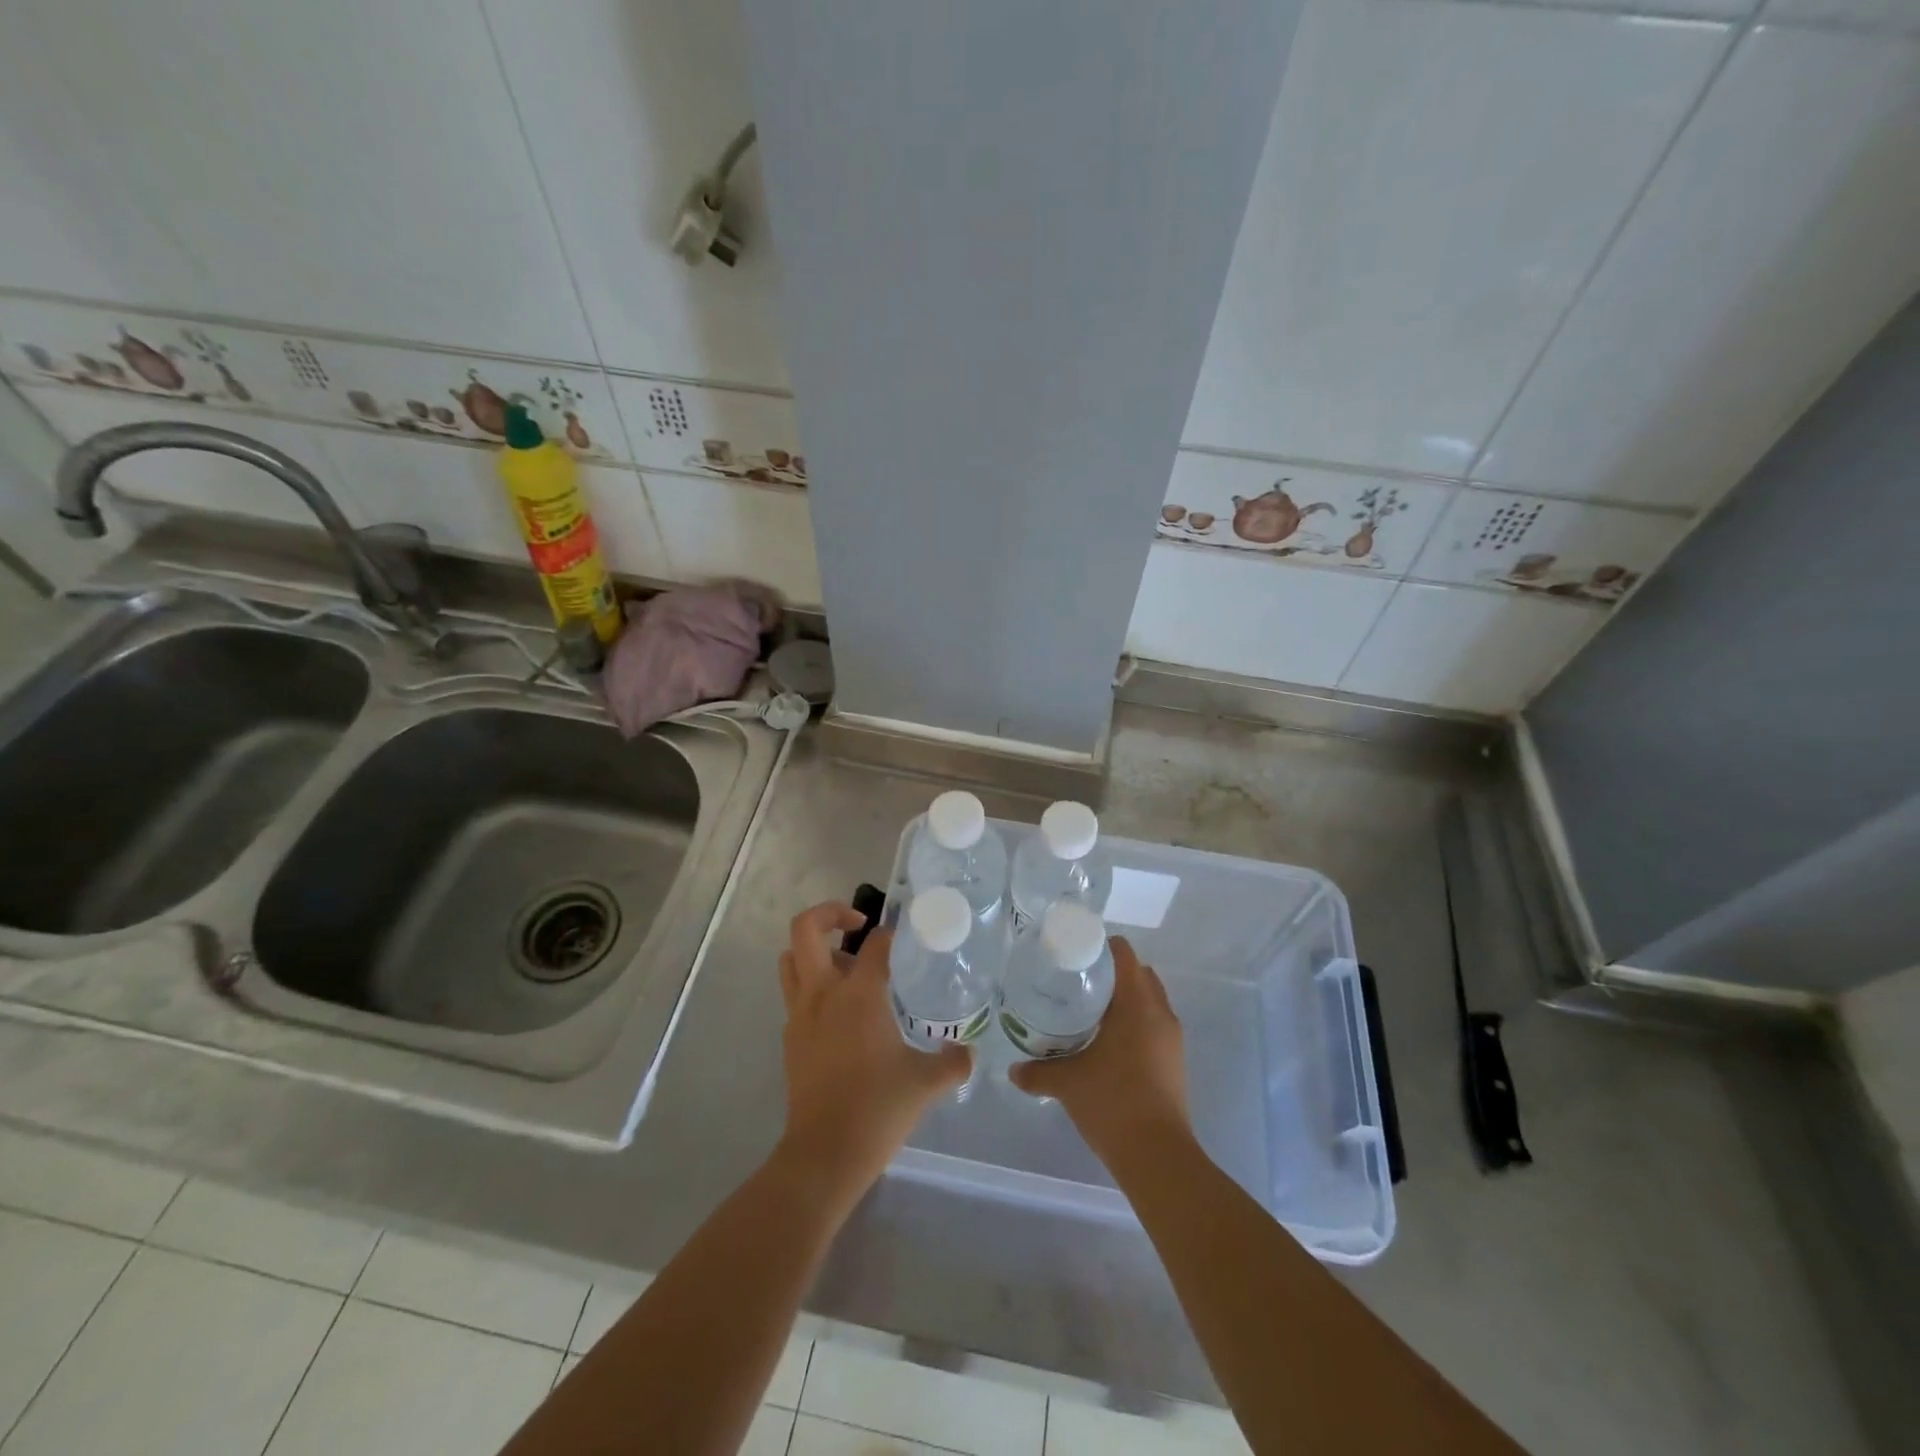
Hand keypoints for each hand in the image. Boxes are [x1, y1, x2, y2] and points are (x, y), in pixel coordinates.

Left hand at [775, 902, 970, 1204]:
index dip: (890, 933)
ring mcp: (800, 1016)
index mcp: (859, 994)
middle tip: (857, 925)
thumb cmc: (878, 1108)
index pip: (874, 943)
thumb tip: (969, 1052)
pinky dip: (812, 989)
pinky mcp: (790, 1040)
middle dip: (829, 913)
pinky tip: (841, 1016)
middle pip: (806, 929)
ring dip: (814, 951)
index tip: (906, 938)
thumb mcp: (927, 1082)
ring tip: (846, 968)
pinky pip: (794, 996)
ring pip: (791, 960)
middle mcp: (823, 993)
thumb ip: (954, 1061)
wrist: (824, 1154)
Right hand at [1009, 937, 1193, 1169]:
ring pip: (1149, 1001)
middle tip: (1078, 982)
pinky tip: (1107, 1042)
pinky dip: (1134, 1022)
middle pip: (1139, 974)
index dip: (1102, 947)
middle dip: (1112, 973)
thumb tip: (1012, 1069)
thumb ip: (1037, 1071)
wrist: (1157, 1156)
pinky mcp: (1174, 1061)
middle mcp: (1160, 1013)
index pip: (1125, 955)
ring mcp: (1171, 1039)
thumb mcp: (1067, 1083)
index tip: (1076, 955)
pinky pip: (1154, 1025)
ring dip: (1125, 999)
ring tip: (1089, 1011)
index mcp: (1137, 1005)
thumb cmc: (1113, 1102)